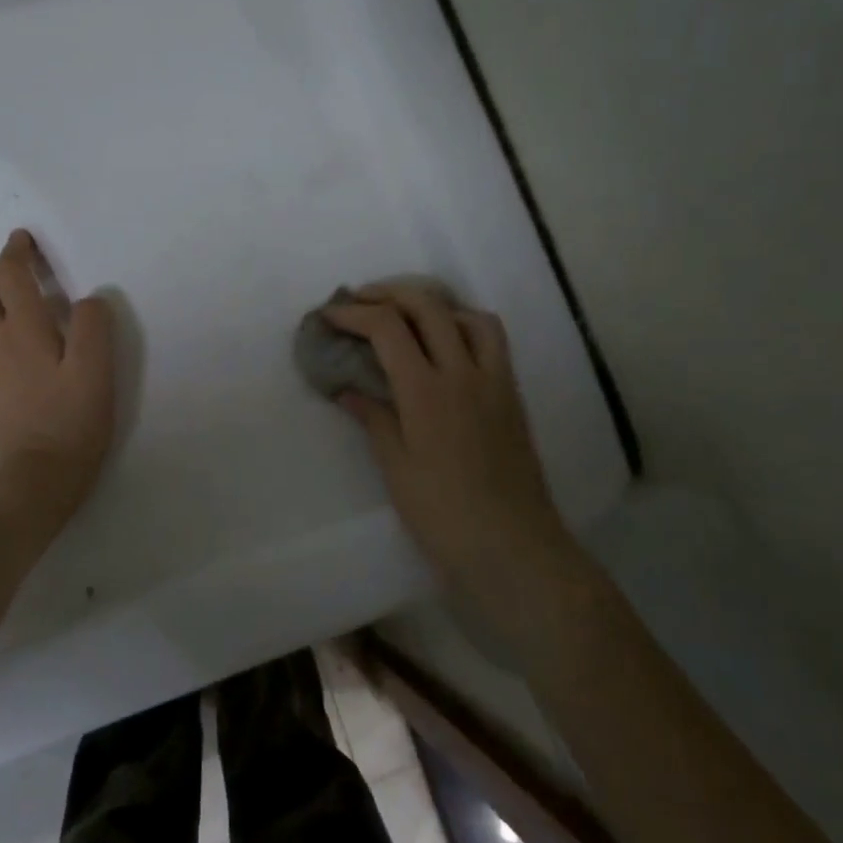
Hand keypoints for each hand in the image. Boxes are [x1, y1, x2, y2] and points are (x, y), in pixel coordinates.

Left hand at [0, 230, 115, 512]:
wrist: (35, 478)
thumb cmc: (72, 421)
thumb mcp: (98, 371)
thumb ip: (94, 326)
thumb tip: (88, 299)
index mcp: (23, 329)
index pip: (10, 274)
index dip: (16, 250)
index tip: (24, 239)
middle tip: (21, 279)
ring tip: (13, 310)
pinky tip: (11, 346)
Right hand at [323, 284, 570, 592]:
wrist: (513, 548)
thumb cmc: (444, 515)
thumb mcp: (397, 469)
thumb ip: (374, 418)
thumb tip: (348, 389)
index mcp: (427, 392)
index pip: (388, 327)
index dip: (354, 313)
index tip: (329, 315)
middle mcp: (463, 373)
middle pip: (427, 305)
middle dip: (387, 294)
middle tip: (359, 302)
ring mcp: (494, 380)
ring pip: (467, 314)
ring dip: (432, 304)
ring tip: (406, 315)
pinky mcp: (511, 394)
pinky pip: (492, 340)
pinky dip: (464, 325)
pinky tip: (447, 344)